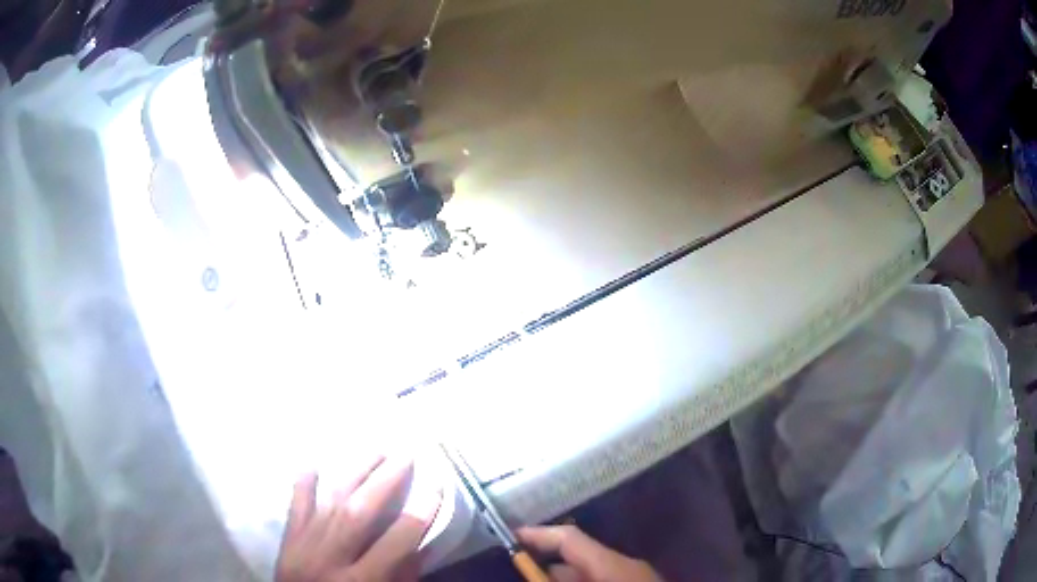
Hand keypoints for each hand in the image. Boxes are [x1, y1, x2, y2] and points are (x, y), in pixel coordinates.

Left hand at [275, 456, 441, 581]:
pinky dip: (302, 484)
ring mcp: (304, 544)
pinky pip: (295, 506)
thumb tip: (421, 545)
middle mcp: (330, 558)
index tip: (435, 488)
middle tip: (405, 455)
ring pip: (329, 502)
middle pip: (357, 514)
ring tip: (376, 449)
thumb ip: (401, 577)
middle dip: (384, 482)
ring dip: (353, 473)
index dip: (417, 517)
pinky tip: (313, 462)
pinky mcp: (288, 538)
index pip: (393, 545)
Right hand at [517, 526, 661, 581]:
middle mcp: (624, 567)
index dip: (536, 536)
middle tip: (514, 574)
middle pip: (576, 559)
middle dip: (543, 569)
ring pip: (587, 575)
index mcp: (612, 565)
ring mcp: (633, 579)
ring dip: (560, 581)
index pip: (569, 538)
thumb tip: (533, 576)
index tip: (506, 540)